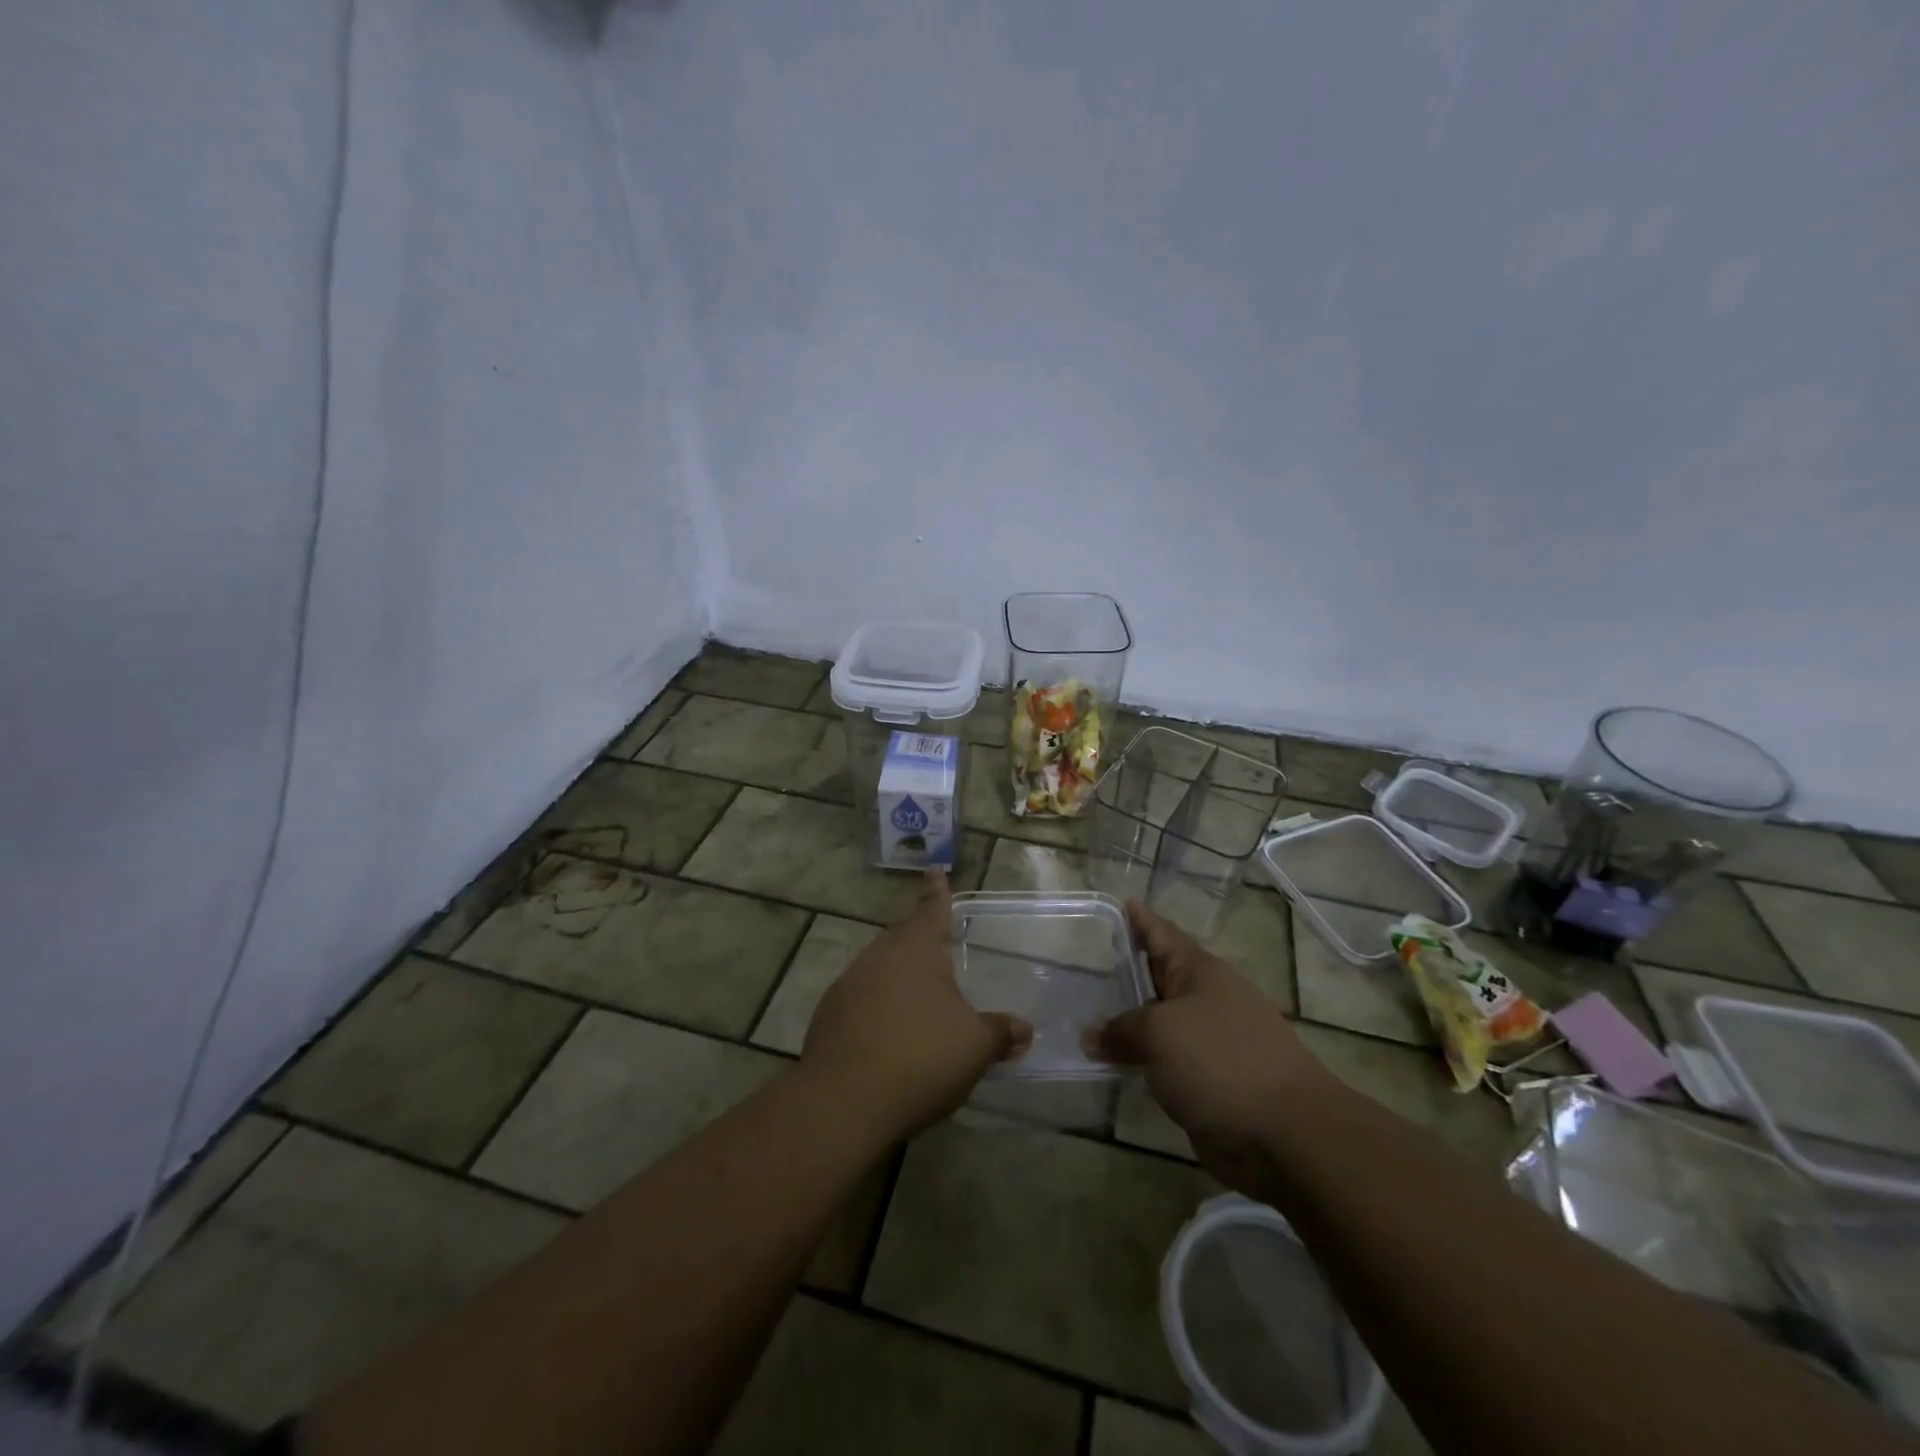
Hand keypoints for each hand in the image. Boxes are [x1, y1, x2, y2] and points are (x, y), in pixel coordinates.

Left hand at [800, 871, 1031, 1140]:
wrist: (843, 1102)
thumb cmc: (920, 1058)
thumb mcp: (974, 1047)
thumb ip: (999, 1033)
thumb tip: (1024, 1029)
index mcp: (915, 950)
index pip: (931, 910)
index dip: (937, 892)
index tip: (934, 869)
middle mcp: (879, 957)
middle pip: (901, 937)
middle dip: (917, 935)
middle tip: (932, 937)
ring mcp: (848, 985)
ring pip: (879, 967)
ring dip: (897, 973)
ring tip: (915, 989)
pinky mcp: (828, 1017)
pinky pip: (861, 998)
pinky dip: (878, 1005)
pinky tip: (888, 1030)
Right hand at [1088, 901, 1332, 1192]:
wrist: (1286, 1134)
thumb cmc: (1221, 1061)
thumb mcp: (1160, 1033)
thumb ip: (1121, 1030)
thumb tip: (1091, 1036)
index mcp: (1200, 972)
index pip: (1162, 934)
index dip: (1141, 920)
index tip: (1121, 903)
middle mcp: (1205, 1000)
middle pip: (1158, 976)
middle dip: (1127, 970)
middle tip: (1087, 960)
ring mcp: (1209, 1042)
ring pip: (1159, 1022)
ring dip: (1129, 1020)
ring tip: (1087, 1013)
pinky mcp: (1208, 1081)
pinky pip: (1163, 1061)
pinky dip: (1140, 1058)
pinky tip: (1111, 1062)